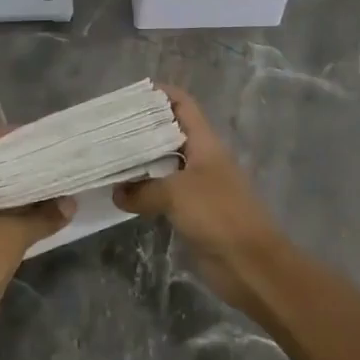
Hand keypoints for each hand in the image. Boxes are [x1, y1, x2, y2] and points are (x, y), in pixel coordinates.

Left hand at [0, 129, 72, 333]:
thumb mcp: (13, 236)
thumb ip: (43, 216)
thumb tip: (71, 203)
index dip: (5, 137)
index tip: (35, 136)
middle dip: (15, 162)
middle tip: (46, 156)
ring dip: (15, 187)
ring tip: (47, 178)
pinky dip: (11, 208)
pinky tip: (38, 209)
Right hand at [114, 85, 285, 310]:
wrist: (251, 265)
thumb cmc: (218, 214)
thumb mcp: (176, 193)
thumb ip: (143, 190)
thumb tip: (117, 192)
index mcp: (204, 142)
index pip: (182, 104)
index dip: (160, 94)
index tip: (130, 94)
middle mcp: (201, 158)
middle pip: (169, 133)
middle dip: (141, 128)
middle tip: (108, 127)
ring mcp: (197, 186)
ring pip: (164, 165)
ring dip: (140, 162)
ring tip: (108, 157)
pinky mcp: (193, 213)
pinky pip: (163, 194)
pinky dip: (145, 192)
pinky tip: (122, 194)